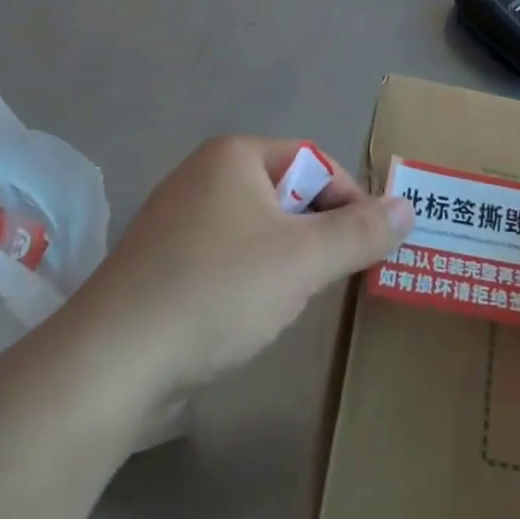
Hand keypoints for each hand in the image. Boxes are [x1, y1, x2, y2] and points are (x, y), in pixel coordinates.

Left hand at [70, 138, 412, 402]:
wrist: (110, 363)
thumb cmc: (217, 291)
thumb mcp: (303, 261)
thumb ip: (361, 232)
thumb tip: (408, 205)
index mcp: (235, 155)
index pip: (315, 162)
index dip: (348, 202)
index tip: (367, 249)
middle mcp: (203, 173)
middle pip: (286, 194)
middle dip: (314, 236)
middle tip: (325, 281)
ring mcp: (176, 217)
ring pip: (257, 229)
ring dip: (283, 261)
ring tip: (286, 304)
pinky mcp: (160, 261)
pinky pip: (224, 256)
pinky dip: (246, 280)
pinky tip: (241, 318)